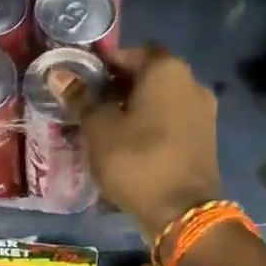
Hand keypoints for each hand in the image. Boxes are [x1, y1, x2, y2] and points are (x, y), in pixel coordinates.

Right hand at [58, 44, 220, 242]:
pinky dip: (152, 123)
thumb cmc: (137, 160)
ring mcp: (203, 111)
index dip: (105, 63)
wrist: (183, 213)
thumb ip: (82, 99)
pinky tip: (130, 142)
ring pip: (161, 98)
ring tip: (106, 124)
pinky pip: (173, 119)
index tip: (82, 79)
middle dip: (119, 85)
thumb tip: (59, 75)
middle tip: (90, 103)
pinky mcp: (206, 137)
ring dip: (136, 105)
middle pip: (149, 73)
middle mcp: (191, 82)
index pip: (131, 52)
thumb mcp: (100, 129)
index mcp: (167, 70)